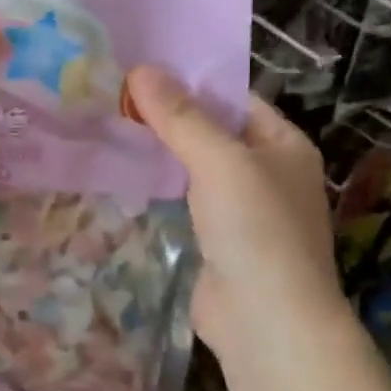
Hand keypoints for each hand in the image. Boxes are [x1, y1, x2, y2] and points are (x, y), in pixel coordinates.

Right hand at [125, 65, 344, 356]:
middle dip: (167, 117)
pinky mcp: (216, 239)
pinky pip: (184, 200)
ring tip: (108, 125)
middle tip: (112, 95)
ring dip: (160, 153)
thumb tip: (140, 69)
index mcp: (282, 144)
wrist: (265, 321)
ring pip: (194, 168)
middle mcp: (266, 171)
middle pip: (211, 132)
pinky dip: (159, 187)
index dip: (189, 82)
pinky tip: (123, 174)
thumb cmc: (255, 229)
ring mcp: (241, 209)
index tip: (139, 69)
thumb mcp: (219, 161)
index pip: (233, 99)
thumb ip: (180, 117)